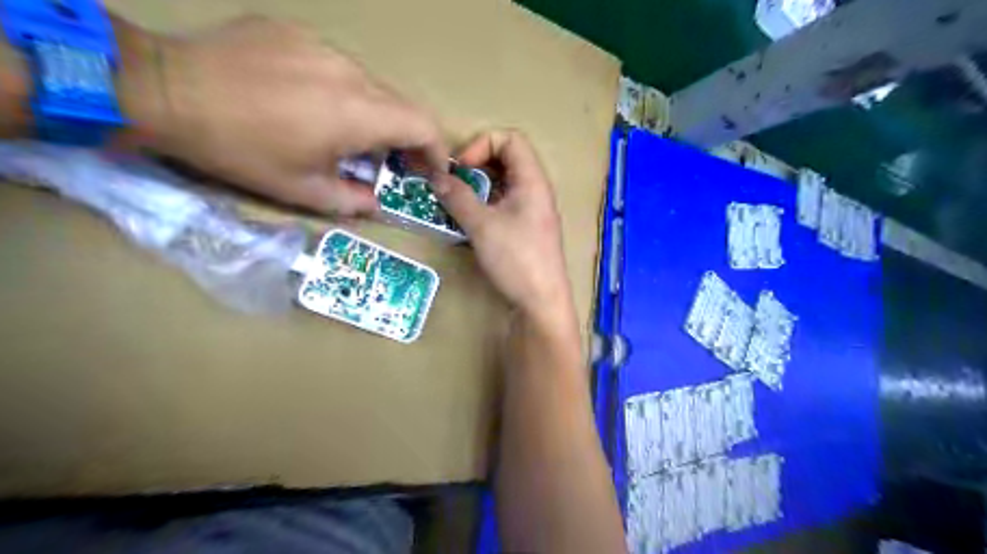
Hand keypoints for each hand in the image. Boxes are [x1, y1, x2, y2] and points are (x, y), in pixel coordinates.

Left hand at [117, 16, 449, 216]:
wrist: (164, 89)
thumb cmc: (241, 150)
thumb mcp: (301, 191)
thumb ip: (351, 201)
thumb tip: (374, 202)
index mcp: (357, 113)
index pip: (423, 125)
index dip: (436, 151)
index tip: (431, 172)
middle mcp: (350, 73)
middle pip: (400, 104)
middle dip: (407, 137)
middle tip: (394, 162)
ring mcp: (322, 47)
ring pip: (370, 85)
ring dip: (373, 114)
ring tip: (347, 135)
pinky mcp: (296, 33)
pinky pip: (335, 66)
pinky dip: (341, 91)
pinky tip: (309, 103)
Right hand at [433, 130, 576, 328]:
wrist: (541, 302)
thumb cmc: (516, 259)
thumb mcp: (482, 226)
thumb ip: (459, 198)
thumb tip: (437, 177)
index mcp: (532, 181)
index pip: (511, 139)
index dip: (483, 144)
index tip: (462, 168)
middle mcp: (535, 190)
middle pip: (507, 159)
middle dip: (477, 165)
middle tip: (454, 182)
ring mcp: (531, 211)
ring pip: (503, 184)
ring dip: (478, 187)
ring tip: (455, 201)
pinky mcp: (525, 229)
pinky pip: (503, 205)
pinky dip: (484, 205)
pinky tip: (468, 221)